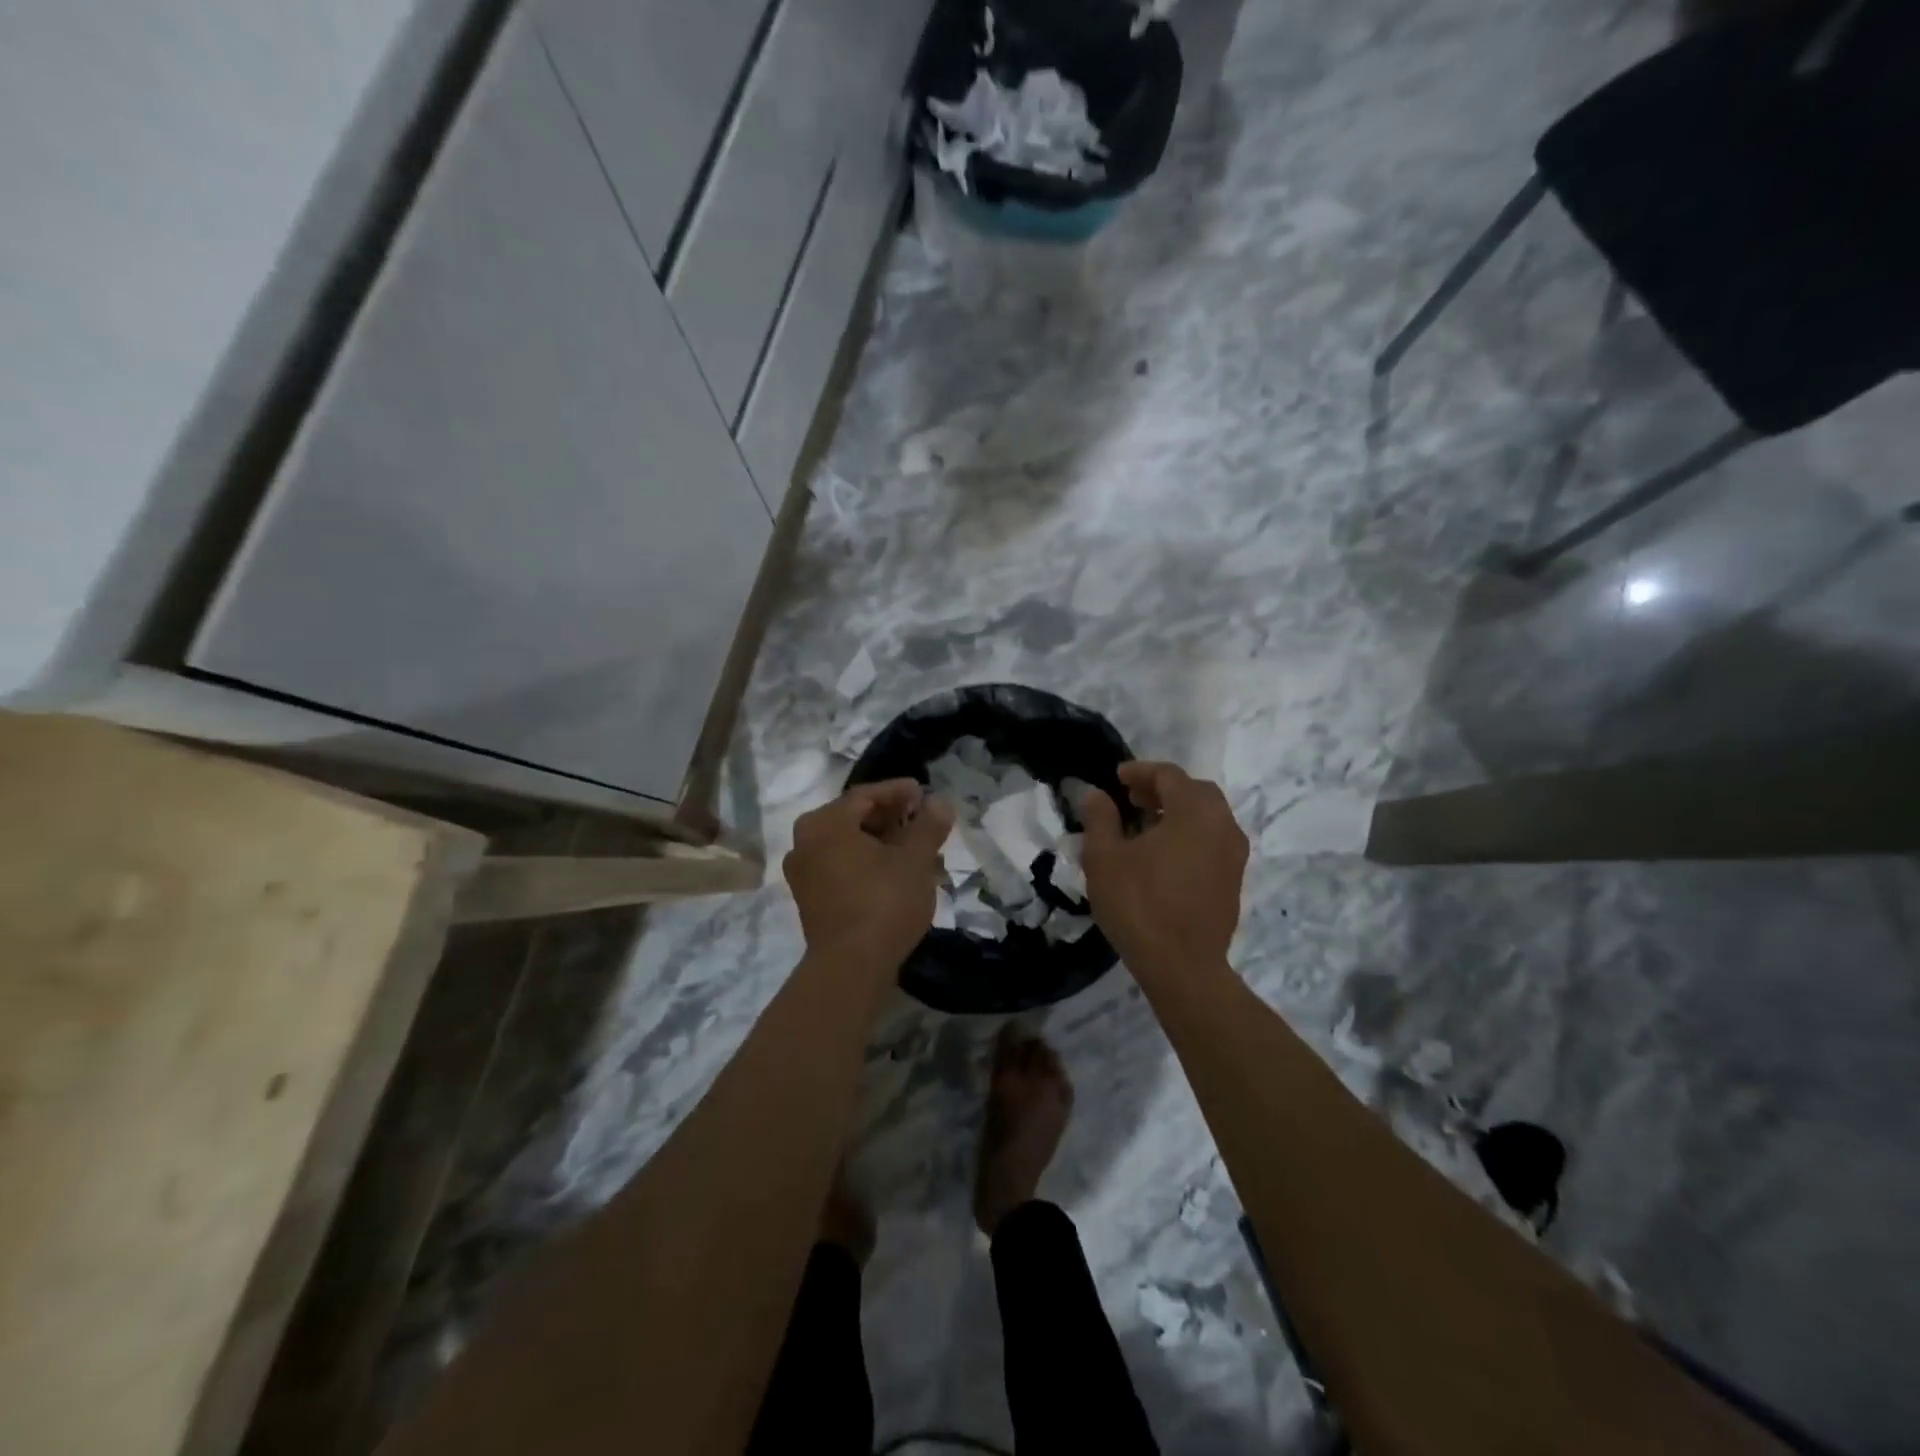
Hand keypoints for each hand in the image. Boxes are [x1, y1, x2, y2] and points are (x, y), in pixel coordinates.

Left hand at [784, 779, 954, 975]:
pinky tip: (899, 876)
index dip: (899, 791)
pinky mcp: (811, 900)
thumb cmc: (884, 901)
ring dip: (885, 845)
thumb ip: (928, 825)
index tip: (925, 793)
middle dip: (894, 820)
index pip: (866, 795)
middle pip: (856, 819)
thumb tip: (939, 802)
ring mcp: (804, 874)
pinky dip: (870, 865)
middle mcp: (805, 842)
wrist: (851, 966)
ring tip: (920, 852)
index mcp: (825, 822)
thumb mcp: (915, 858)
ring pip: (851, 846)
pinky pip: (843, 869)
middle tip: (924, 823)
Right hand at [1078, 761, 1248, 978]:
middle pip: (1195, 791)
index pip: (1169, 775)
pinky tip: (1163, 854)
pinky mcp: (1234, 880)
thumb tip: (1095, 793)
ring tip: (1145, 824)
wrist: (1183, 967)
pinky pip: (1213, 840)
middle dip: (1162, 789)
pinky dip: (1190, 834)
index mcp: (1195, 812)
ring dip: (1178, 811)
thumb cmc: (1139, 905)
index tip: (1116, 778)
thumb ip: (1099, 817)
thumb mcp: (1105, 858)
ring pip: (1207, 817)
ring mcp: (1234, 855)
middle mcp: (1223, 826)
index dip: (1140, 771)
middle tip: (1131, 798)